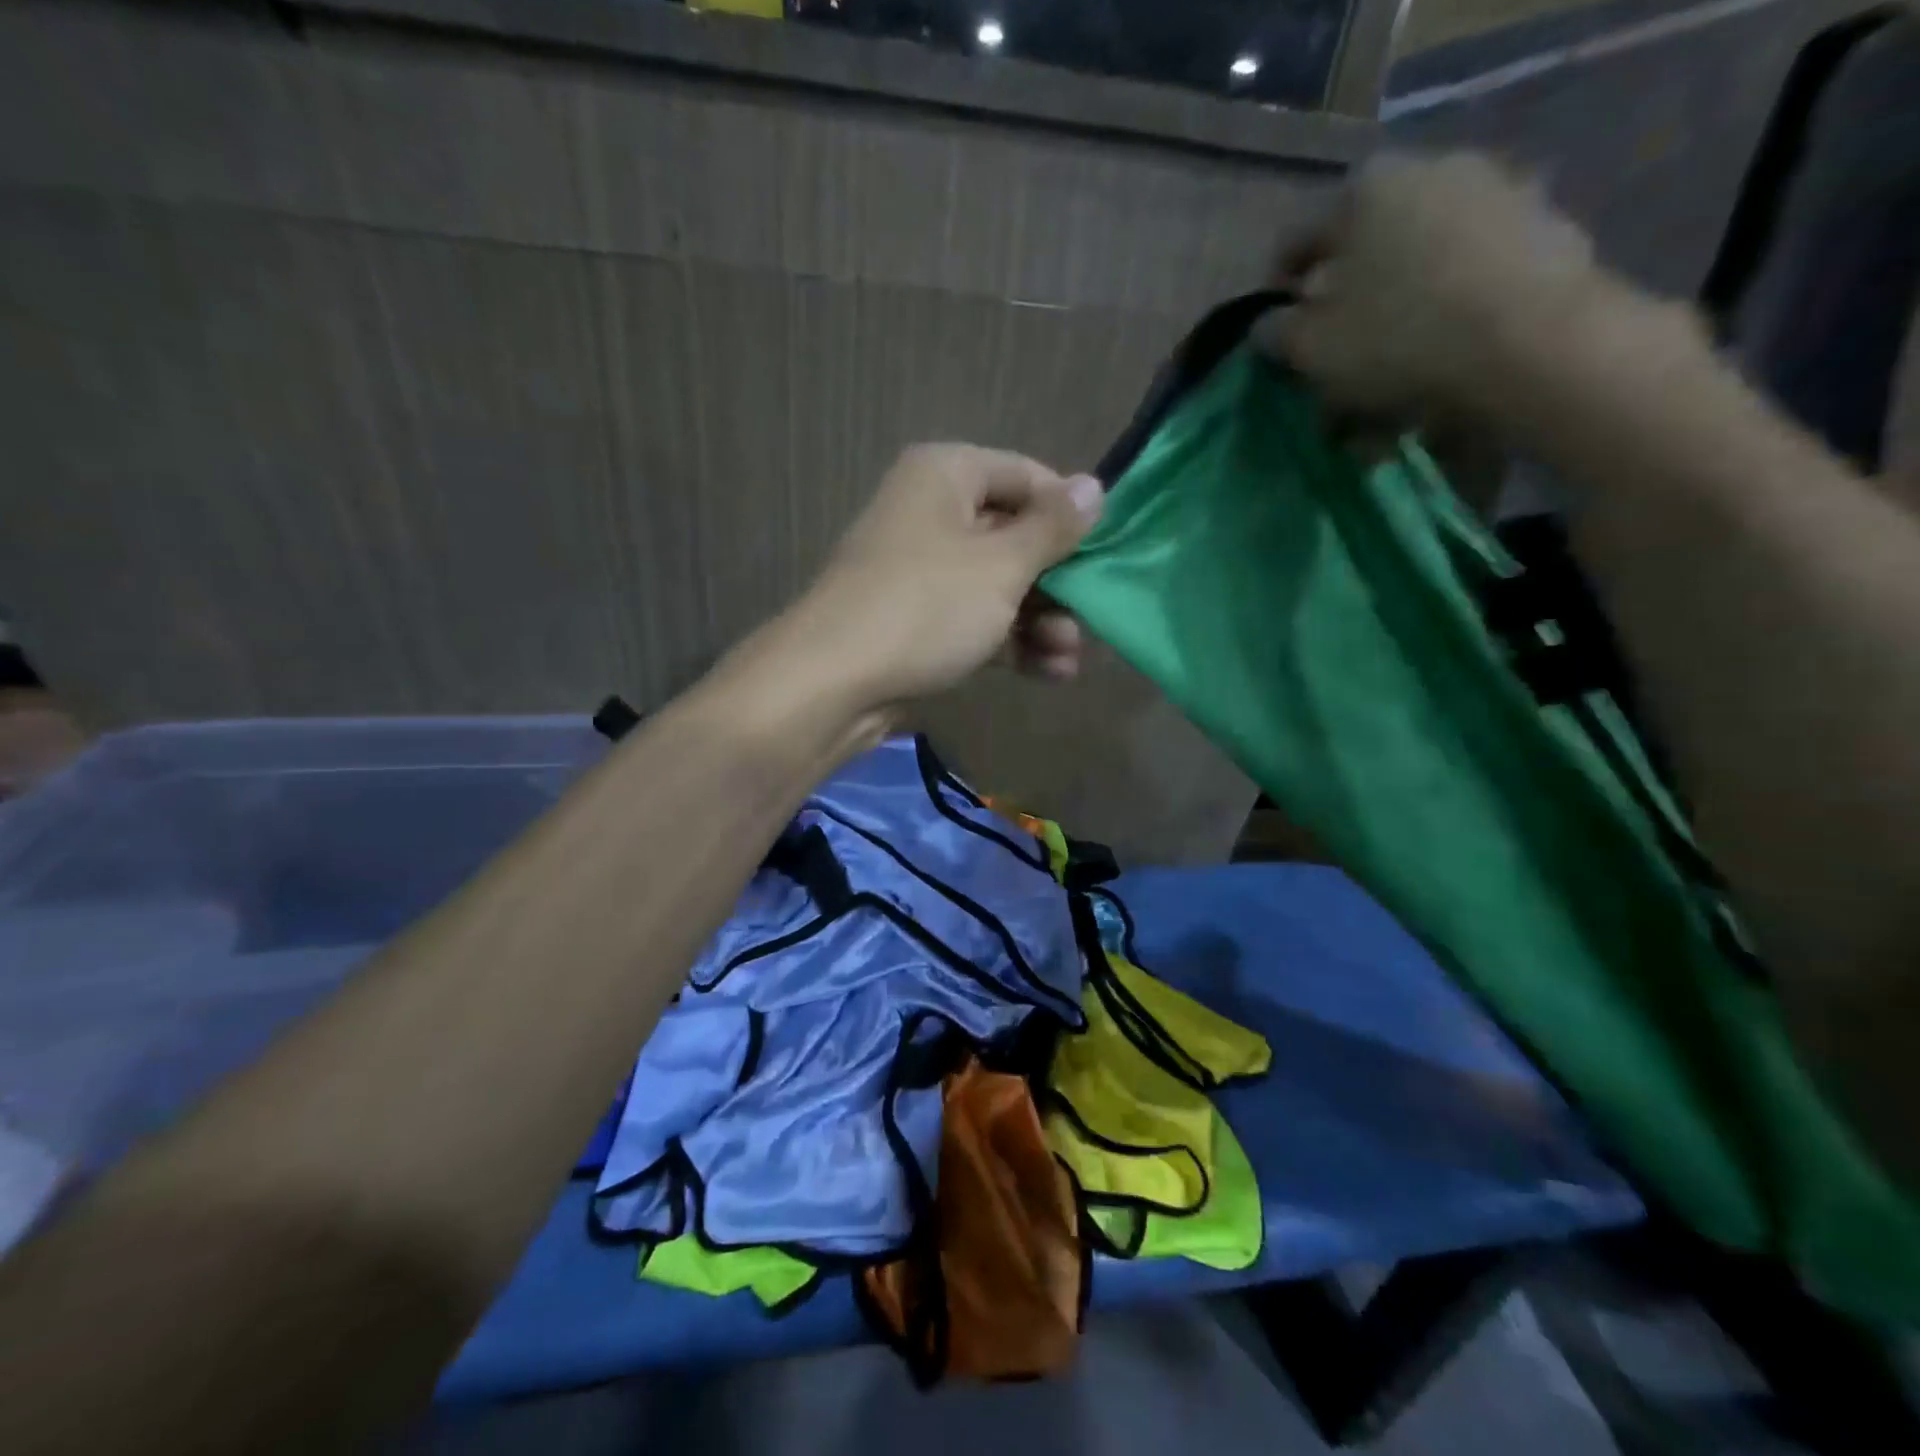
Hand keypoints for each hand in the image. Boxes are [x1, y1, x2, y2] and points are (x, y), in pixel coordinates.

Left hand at [774, 444, 1102, 713]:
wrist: (834, 682)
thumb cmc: (926, 606)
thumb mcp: (1002, 564)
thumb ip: (1053, 528)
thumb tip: (1094, 485)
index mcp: (946, 475)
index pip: (1027, 476)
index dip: (1069, 513)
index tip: (1104, 554)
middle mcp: (931, 513)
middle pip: (1014, 536)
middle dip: (1058, 583)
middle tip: (1090, 619)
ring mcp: (920, 570)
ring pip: (997, 585)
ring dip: (1040, 620)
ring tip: (1070, 658)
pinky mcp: (916, 620)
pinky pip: (974, 619)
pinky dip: (1009, 641)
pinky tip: (1048, 673)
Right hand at [1264, 152, 1602, 419]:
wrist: (1536, 347)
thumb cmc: (1398, 339)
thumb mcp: (1310, 349)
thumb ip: (1276, 335)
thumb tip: (1267, 326)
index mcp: (1367, 190)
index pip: (1296, 243)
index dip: (1277, 297)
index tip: (1276, 342)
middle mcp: (1432, 175)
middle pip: (1363, 262)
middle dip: (1341, 323)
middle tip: (1328, 378)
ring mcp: (1496, 201)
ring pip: (1416, 283)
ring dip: (1390, 339)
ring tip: (1377, 407)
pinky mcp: (1544, 240)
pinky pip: (1467, 293)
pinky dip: (1442, 334)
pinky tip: (1429, 391)